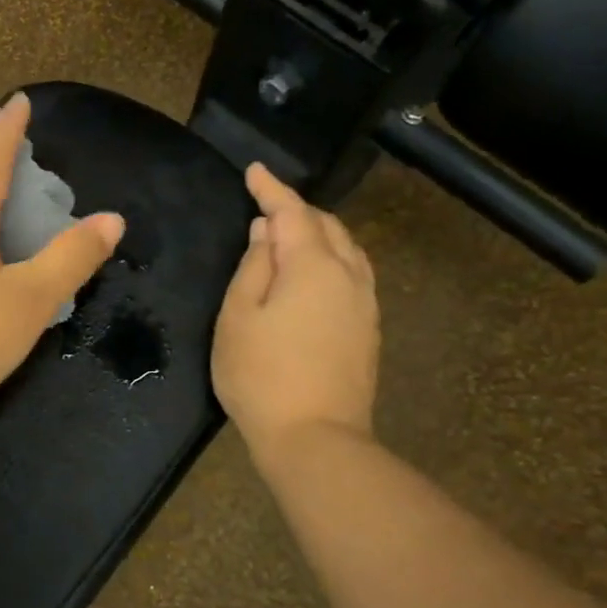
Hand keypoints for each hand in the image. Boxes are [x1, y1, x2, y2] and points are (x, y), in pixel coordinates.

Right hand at [212, 163, 380, 453]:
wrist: (314, 437)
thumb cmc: (261, 375)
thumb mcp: (237, 317)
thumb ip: (253, 268)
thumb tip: (267, 233)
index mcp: (313, 266)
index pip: (293, 212)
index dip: (272, 188)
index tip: (253, 170)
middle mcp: (348, 275)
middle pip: (327, 226)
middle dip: (298, 210)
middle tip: (267, 206)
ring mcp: (364, 303)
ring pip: (348, 249)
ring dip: (320, 233)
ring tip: (292, 234)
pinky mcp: (368, 329)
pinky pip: (353, 274)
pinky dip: (333, 259)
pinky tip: (316, 274)